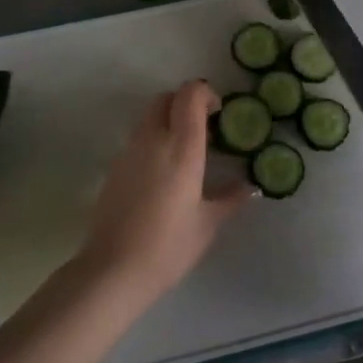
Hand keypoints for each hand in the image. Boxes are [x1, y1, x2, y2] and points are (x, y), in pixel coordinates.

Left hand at [75, 80, 254, 301]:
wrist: (113, 269)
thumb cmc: (169, 246)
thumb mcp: (208, 223)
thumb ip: (230, 198)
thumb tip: (249, 187)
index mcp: (182, 148)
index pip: (189, 95)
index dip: (205, 94)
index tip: (218, 114)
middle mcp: (153, 140)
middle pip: (166, 98)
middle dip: (185, 104)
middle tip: (204, 131)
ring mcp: (129, 152)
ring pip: (149, 117)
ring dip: (168, 122)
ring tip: (185, 155)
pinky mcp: (114, 168)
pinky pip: (137, 140)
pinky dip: (153, 142)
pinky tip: (163, 176)